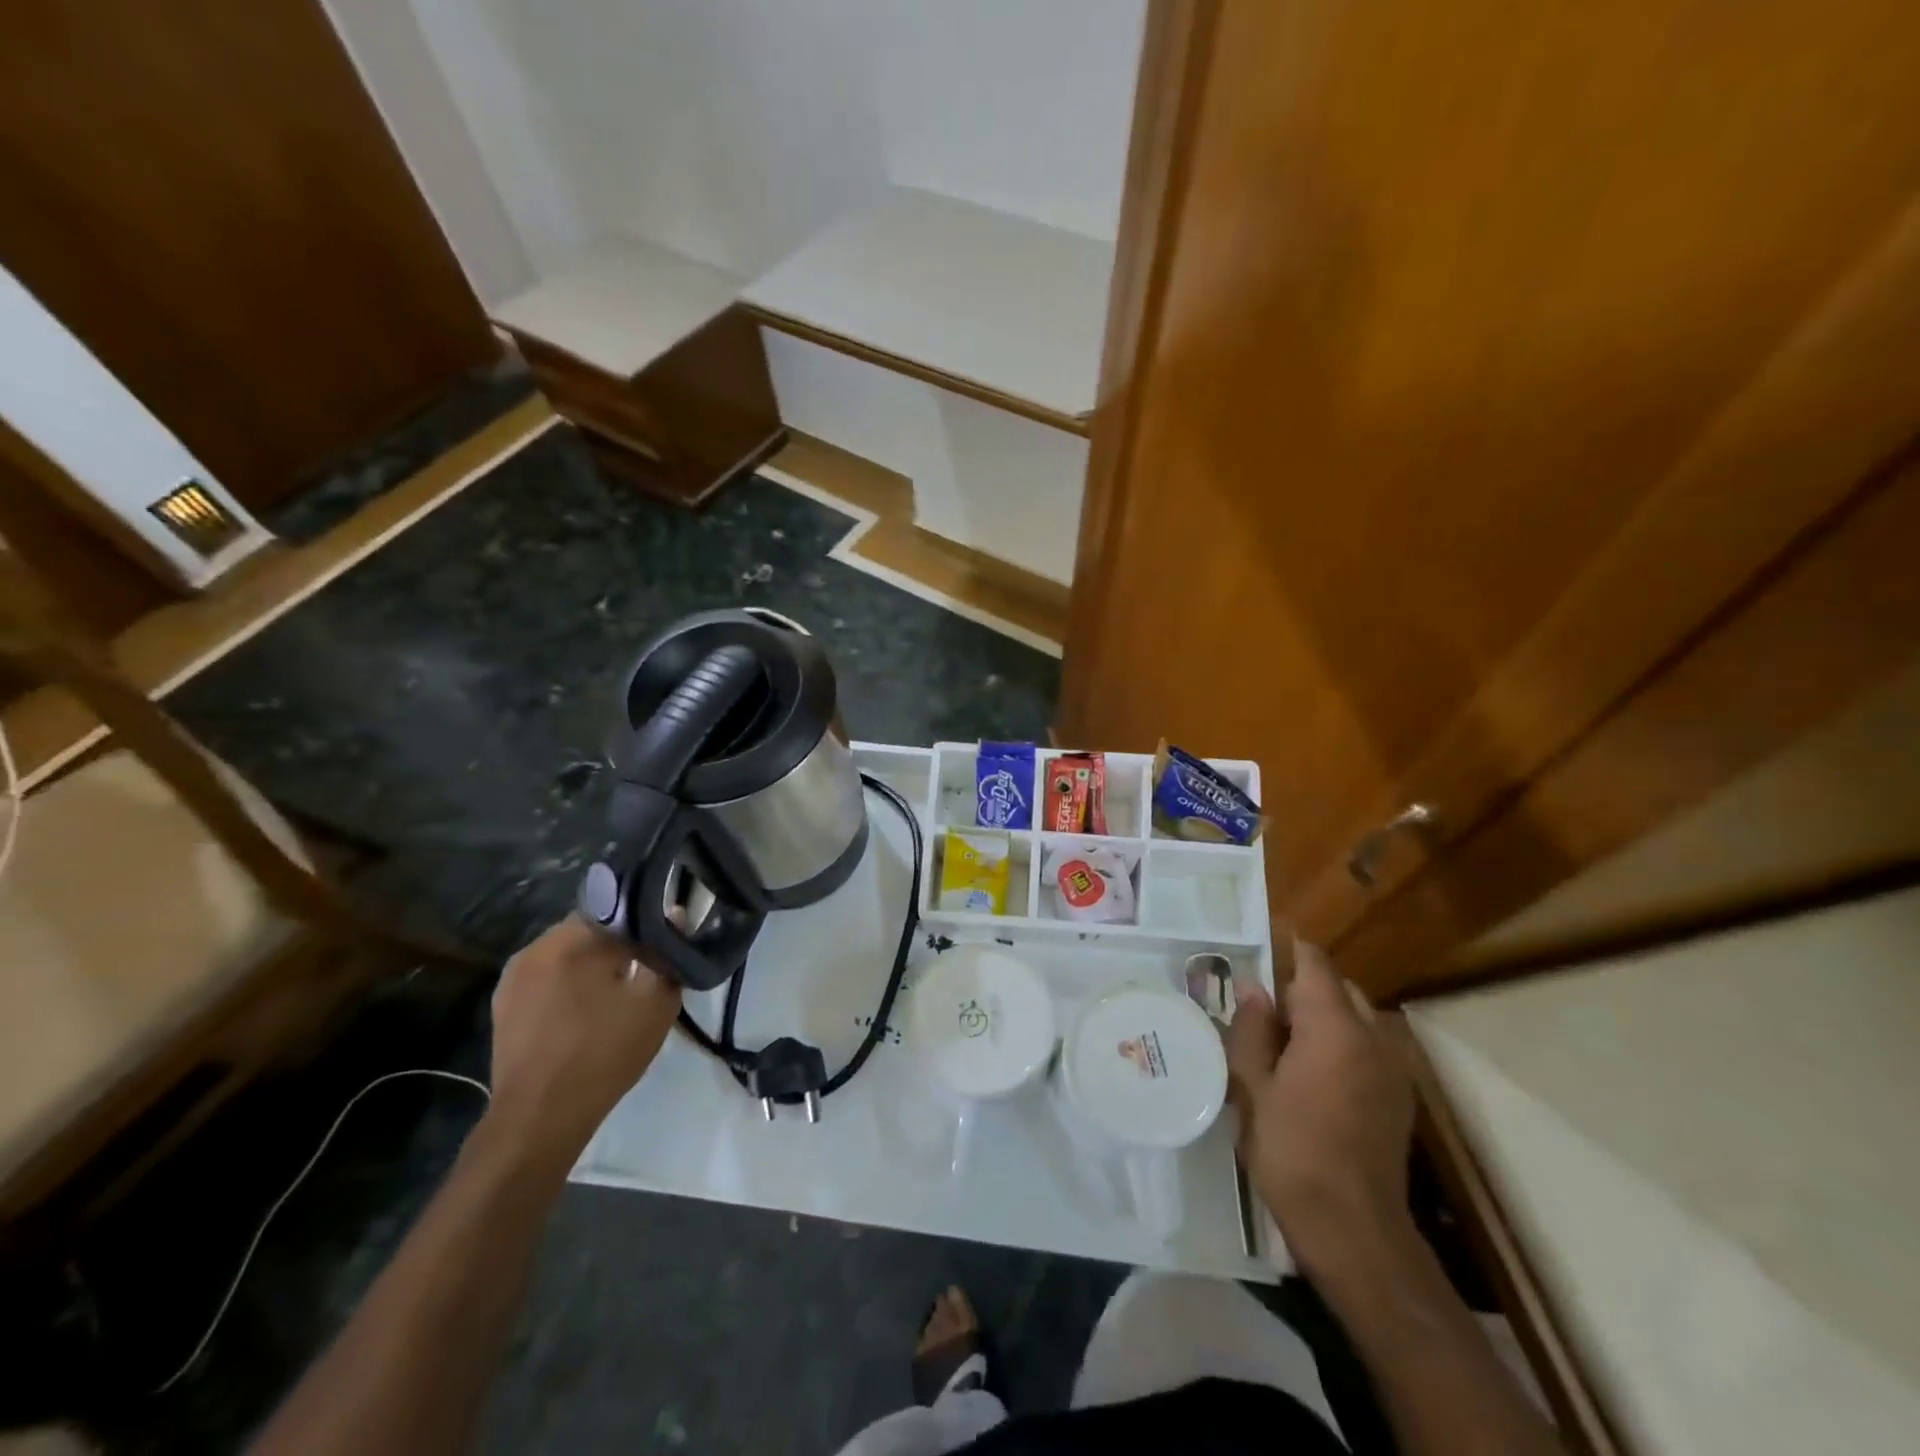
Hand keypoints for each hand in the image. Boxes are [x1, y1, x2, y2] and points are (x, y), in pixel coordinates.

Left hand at [482, 916, 681, 1172]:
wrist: (539, 1118)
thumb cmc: (603, 1054)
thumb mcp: (655, 1002)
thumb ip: (668, 953)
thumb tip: (675, 915)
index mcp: (572, 939)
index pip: (618, 905)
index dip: (645, 918)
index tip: (663, 938)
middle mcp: (537, 947)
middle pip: (589, 927)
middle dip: (618, 940)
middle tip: (645, 964)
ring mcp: (514, 976)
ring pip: (566, 952)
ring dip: (592, 961)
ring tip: (617, 988)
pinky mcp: (504, 1004)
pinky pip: (547, 976)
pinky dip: (569, 982)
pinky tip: (587, 1009)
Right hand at [1226, 940, 1414, 1280]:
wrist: (1355, 1230)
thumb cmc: (1293, 1151)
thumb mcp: (1254, 1086)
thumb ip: (1252, 1030)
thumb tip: (1253, 988)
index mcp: (1334, 1028)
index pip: (1315, 964)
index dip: (1289, 947)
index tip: (1260, 943)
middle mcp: (1372, 1038)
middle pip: (1338, 989)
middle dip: (1303, 988)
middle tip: (1262, 1009)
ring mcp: (1393, 1070)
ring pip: (1356, 1019)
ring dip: (1323, 1018)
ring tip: (1284, 1043)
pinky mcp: (1399, 1099)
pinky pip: (1368, 1049)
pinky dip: (1342, 1045)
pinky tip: (1313, 1076)